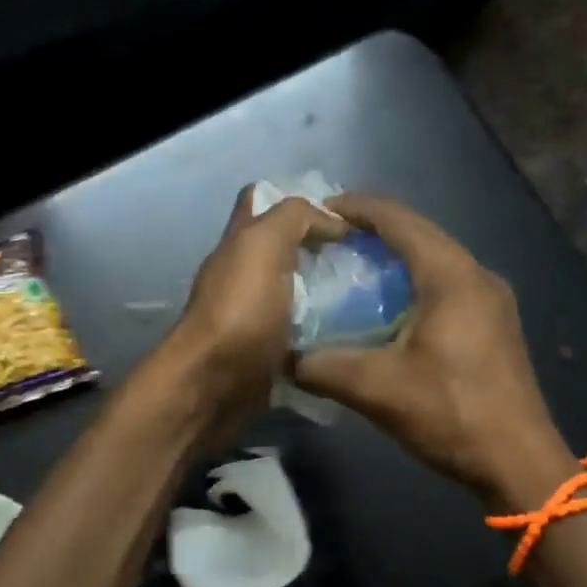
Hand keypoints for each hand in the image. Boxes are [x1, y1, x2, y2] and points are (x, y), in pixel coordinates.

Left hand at [161, 187, 346, 435]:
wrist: (213, 387)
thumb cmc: (239, 310)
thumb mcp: (265, 244)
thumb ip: (295, 218)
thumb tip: (334, 223)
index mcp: (240, 242)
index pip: (261, 200)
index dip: (298, 199)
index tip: (341, 215)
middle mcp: (244, 275)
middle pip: (285, 249)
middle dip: (324, 249)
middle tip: (367, 257)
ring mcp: (256, 316)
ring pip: (299, 293)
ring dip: (331, 294)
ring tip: (373, 294)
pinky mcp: (269, 352)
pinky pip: (303, 334)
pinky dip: (326, 333)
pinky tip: (357, 333)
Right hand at [293, 194, 570, 505]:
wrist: (520, 464)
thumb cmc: (452, 415)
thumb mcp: (378, 390)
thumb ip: (323, 367)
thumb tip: (283, 356)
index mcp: (452, 276)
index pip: (399, 220)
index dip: (357, 208)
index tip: (318, 211)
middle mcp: (477, 275)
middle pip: (419, 233)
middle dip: (373, 230)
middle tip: (327, 239)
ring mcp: (492, 299)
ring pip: (435, 259)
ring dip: (394, 256)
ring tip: (351, 266)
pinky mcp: (494, 323)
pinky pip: (447, 283)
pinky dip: (413, 281)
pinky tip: (388, 306)